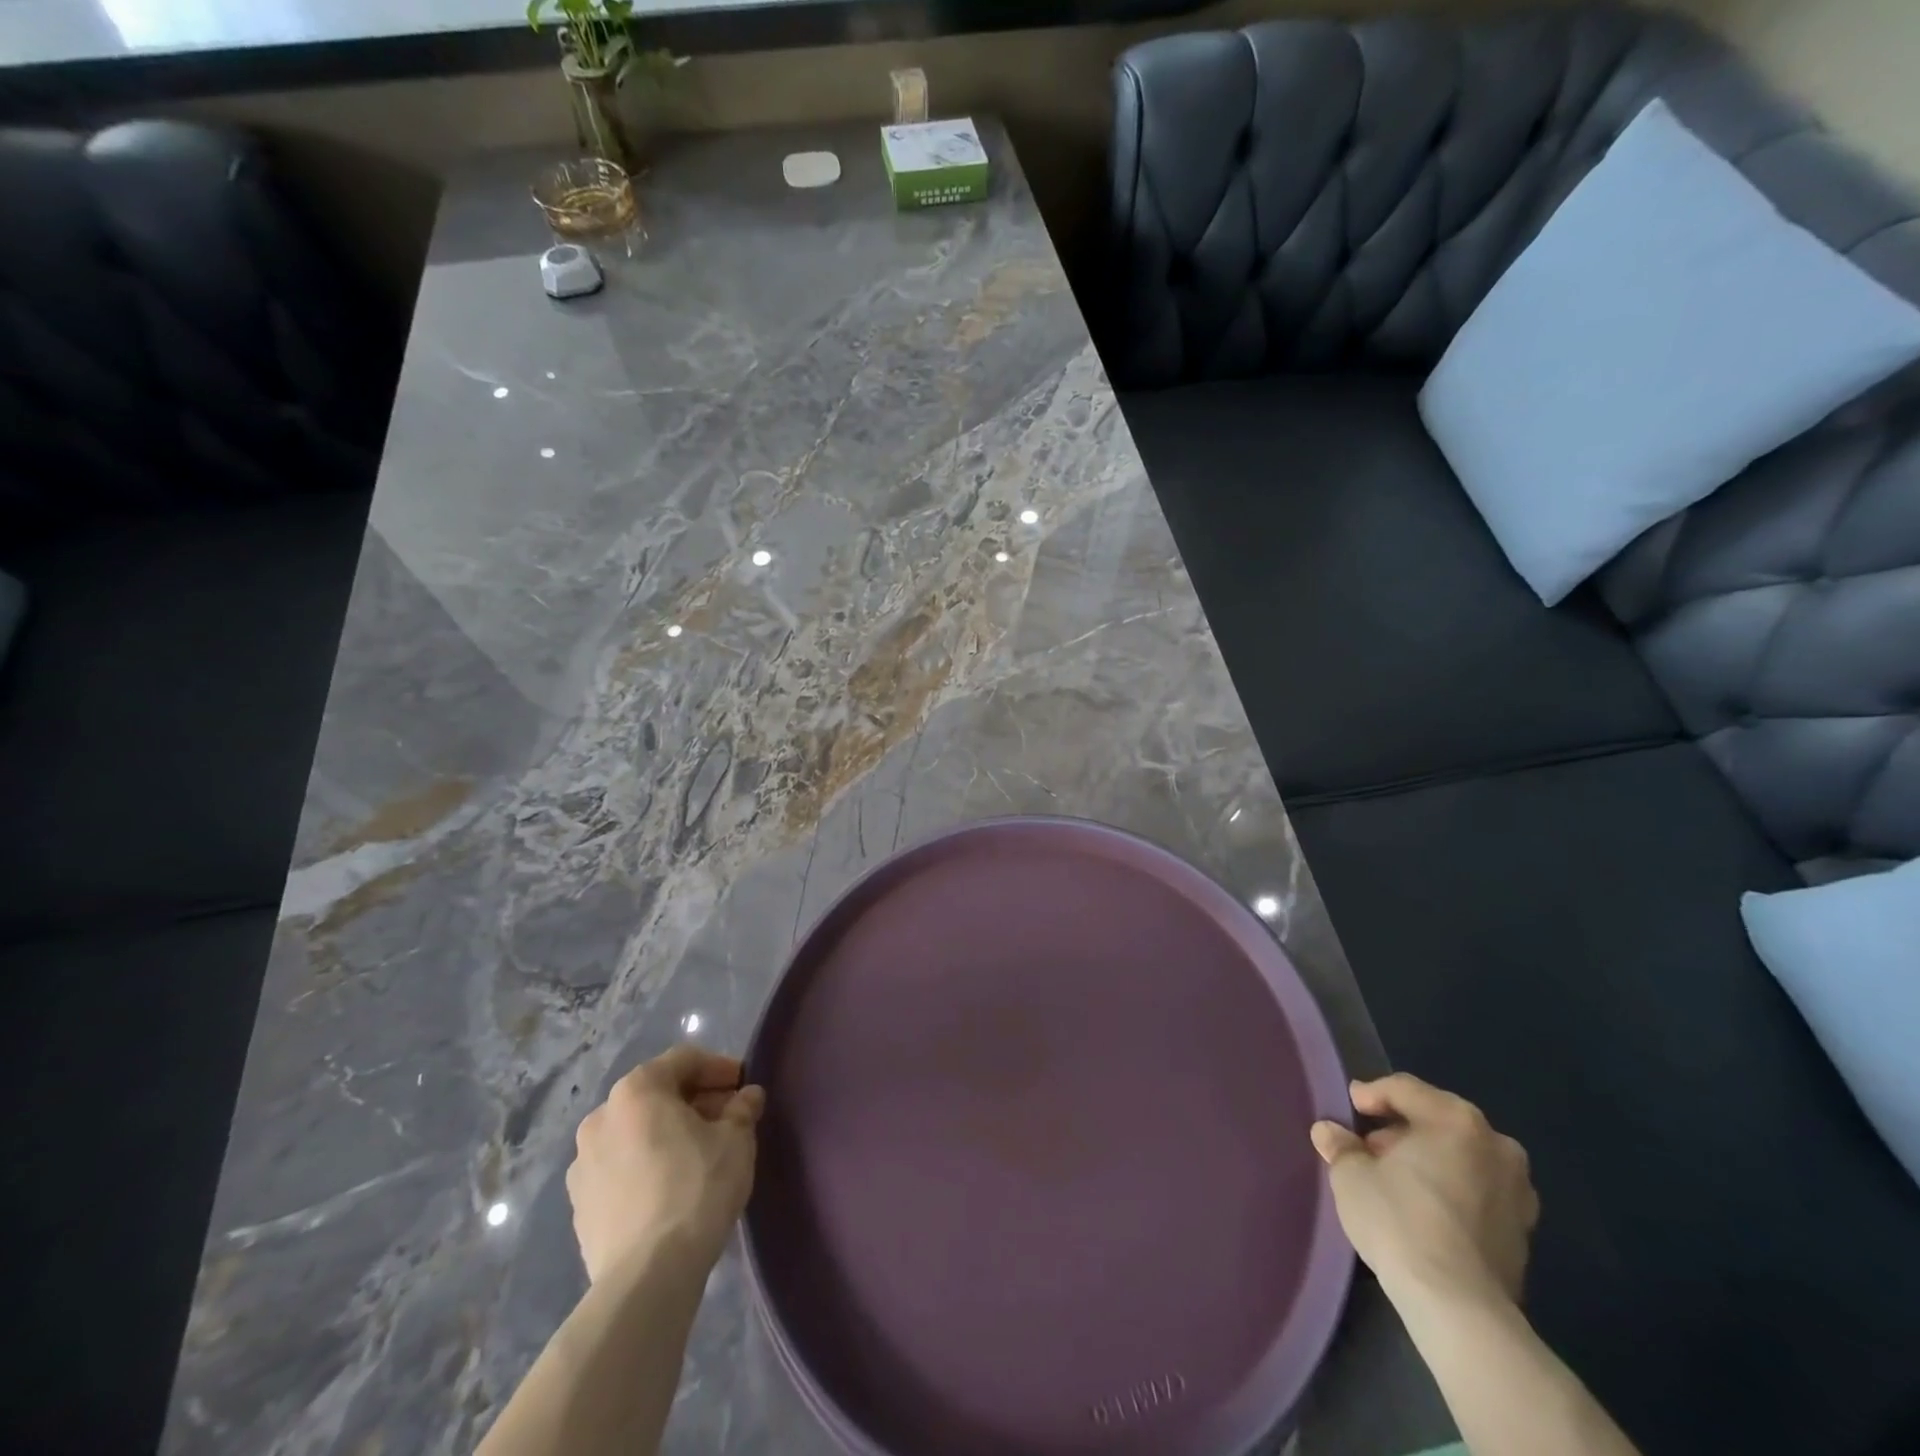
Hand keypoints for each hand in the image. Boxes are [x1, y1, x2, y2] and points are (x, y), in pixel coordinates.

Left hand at [565, 1045, 765, 1283]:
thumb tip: (747, 1096)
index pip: (683, 1060)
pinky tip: (671, 1189)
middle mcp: (600, 1117)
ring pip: (635, 1133)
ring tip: (700, 1155)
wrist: (647, 1276)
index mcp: (636, 1090)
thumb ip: (742, 1109)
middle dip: (694, 1101)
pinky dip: (646, 1166)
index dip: (718, 1068)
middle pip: (656, 1095)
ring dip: (667, 1134)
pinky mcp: (579, 1207)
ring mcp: (582, 1164)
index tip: (743, 1085)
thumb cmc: (697, 1188)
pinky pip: (620, 1169)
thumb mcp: (736, 1139)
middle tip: (727, 1119)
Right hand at [1310, 1073, 1538, 1313]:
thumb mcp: (1351, 1176)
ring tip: (1397, 1181)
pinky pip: (1479, 1192)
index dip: (1371, 1094)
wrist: (1459, 1308)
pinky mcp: (1524, 1232)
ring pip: (1462, 1157)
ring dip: (1430, 1160)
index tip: (1350, 1109)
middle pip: (1438, 1120)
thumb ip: (1341, 1146)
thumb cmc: (1400, 1222)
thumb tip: (1329, 1132)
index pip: (1405, 1089)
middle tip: (1370, 1148)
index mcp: (1456, 1120)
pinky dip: (1453, 1190)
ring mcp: (1518, 1191)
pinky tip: (1425, 1210)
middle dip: (1402, 1130)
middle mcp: (1496, 1145)